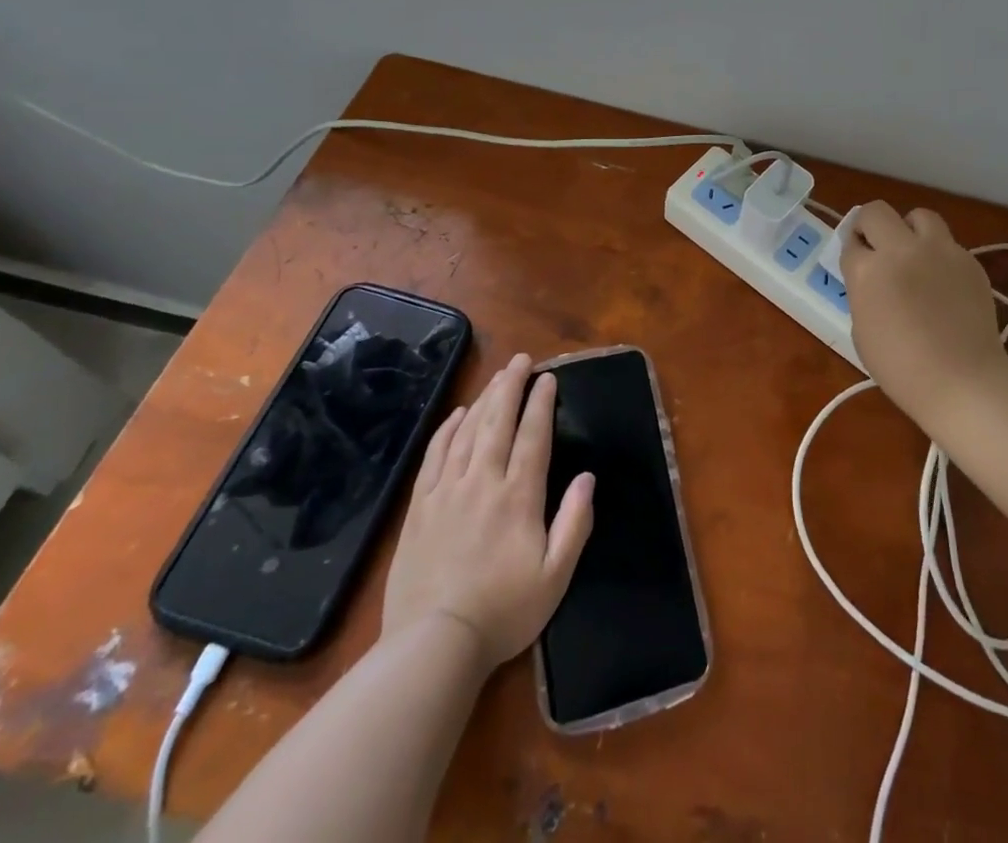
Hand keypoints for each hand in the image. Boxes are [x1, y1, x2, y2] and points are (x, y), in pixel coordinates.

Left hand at [381, 353, 594, 670]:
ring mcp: (447, 492)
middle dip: (511, 387)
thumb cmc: (504, 612)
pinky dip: (446, 430)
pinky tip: (455, 415)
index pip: (533, 436)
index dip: (541, 402)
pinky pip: (434, 456)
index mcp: (519, 496)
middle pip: (498, 422)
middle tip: (520, 360)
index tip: (548, 377)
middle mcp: (483, 482)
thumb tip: (588, 477)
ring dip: (483, 400)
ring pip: (467, 432)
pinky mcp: (419, 508)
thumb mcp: (556, 576)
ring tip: (496, 379)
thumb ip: (575, 522)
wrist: (433, 646)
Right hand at [842, 203, 1007, 425]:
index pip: (850, 241)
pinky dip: (940, 255)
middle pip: (876, 211)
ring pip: (919, 216)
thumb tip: (872, 280)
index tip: (857, 263)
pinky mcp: (969, 260)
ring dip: (910, 229)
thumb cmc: (901, 368)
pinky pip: (948, 244)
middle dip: (870, 226)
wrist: (962, 381)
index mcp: (867, 269)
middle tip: (876, 249)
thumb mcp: (862, 330)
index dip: (852, 252)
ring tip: (914, 255)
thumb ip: (863, 293)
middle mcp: (901, 249)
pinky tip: (943, 284)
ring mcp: (940, 250)